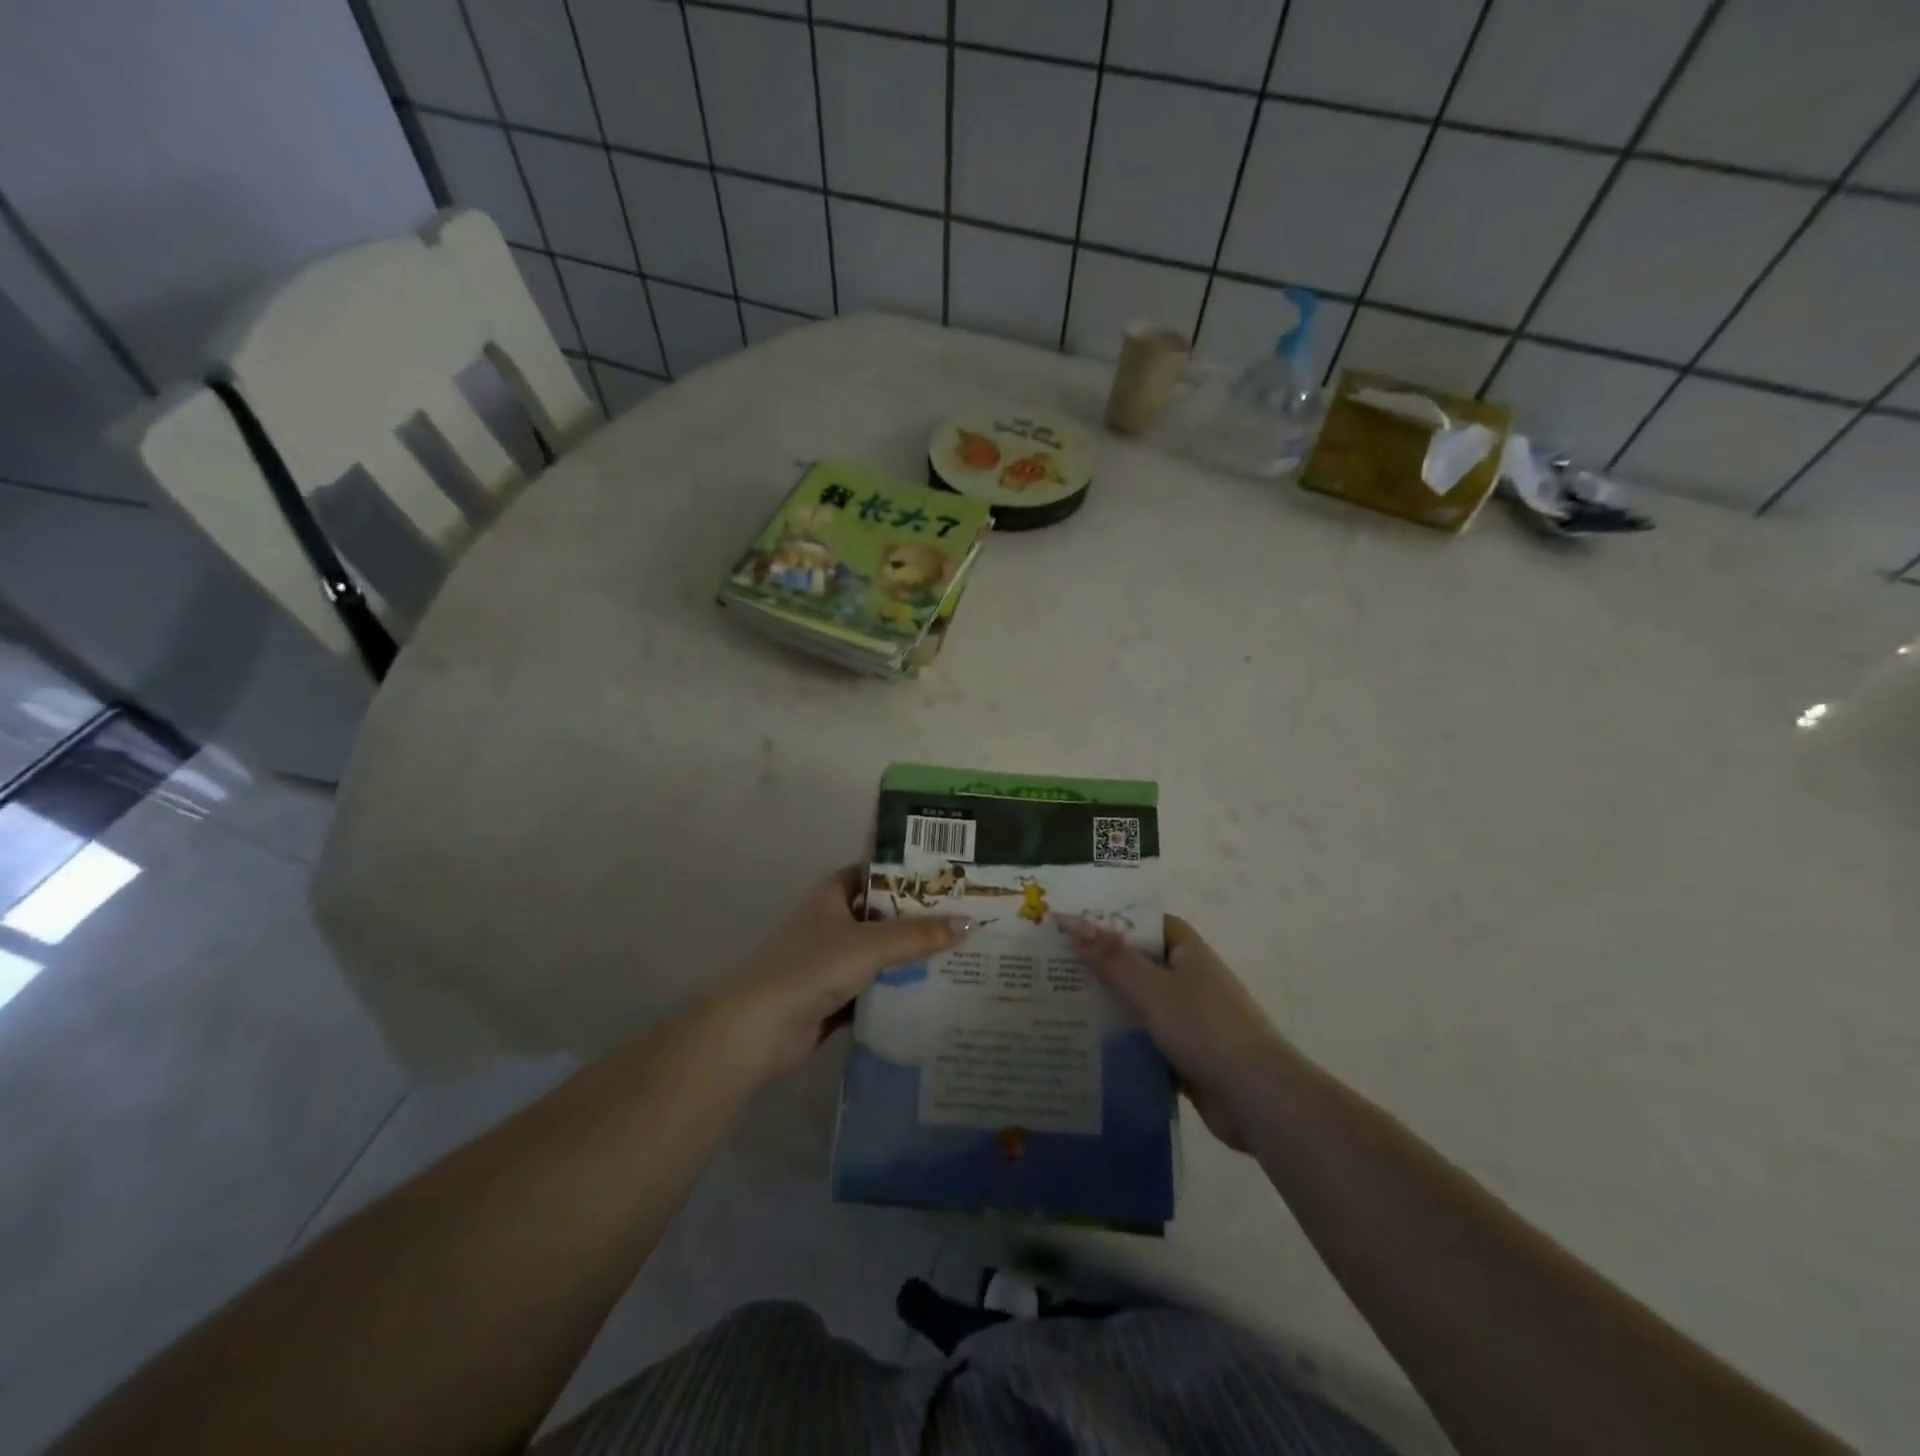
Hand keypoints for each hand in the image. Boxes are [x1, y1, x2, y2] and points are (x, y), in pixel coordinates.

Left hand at [721, 866, 970, 1077]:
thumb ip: (918, 936)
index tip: (947, 876)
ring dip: (912, 957)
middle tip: (967, 917)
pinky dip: (898, 991)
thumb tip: (969, 924)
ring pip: (881, 954)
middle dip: (919, 919)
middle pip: (883, 915)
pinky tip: (935, 994)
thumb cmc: (812, 968)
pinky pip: (876, 988)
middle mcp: (833, 923)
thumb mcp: (870, 945)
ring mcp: (832, 962)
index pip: (875, 873)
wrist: (760, 1030)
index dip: (907, 873)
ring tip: (961, 954)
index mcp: (833, 896)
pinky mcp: (835, 998)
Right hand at [1066, 914, 1289, 1152]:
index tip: (1074, 923)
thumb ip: (1110, 957)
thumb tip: (1070, 920)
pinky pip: (1146, 1039)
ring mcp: (1190, 1019)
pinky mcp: (1186, 1055)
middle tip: (1053, 964)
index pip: (1147, 923)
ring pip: (1140, 1004)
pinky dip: (1122, 1040)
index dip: (1114, 920)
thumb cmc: (1205, 1029)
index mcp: (1188, 953)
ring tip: (1058, 1002)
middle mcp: (1190, 980)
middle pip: (1140, 963)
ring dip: (1109, 1005)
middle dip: (1102, 964)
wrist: (1257, 1099)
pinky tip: (1086, 1045)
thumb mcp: (1151, 989)